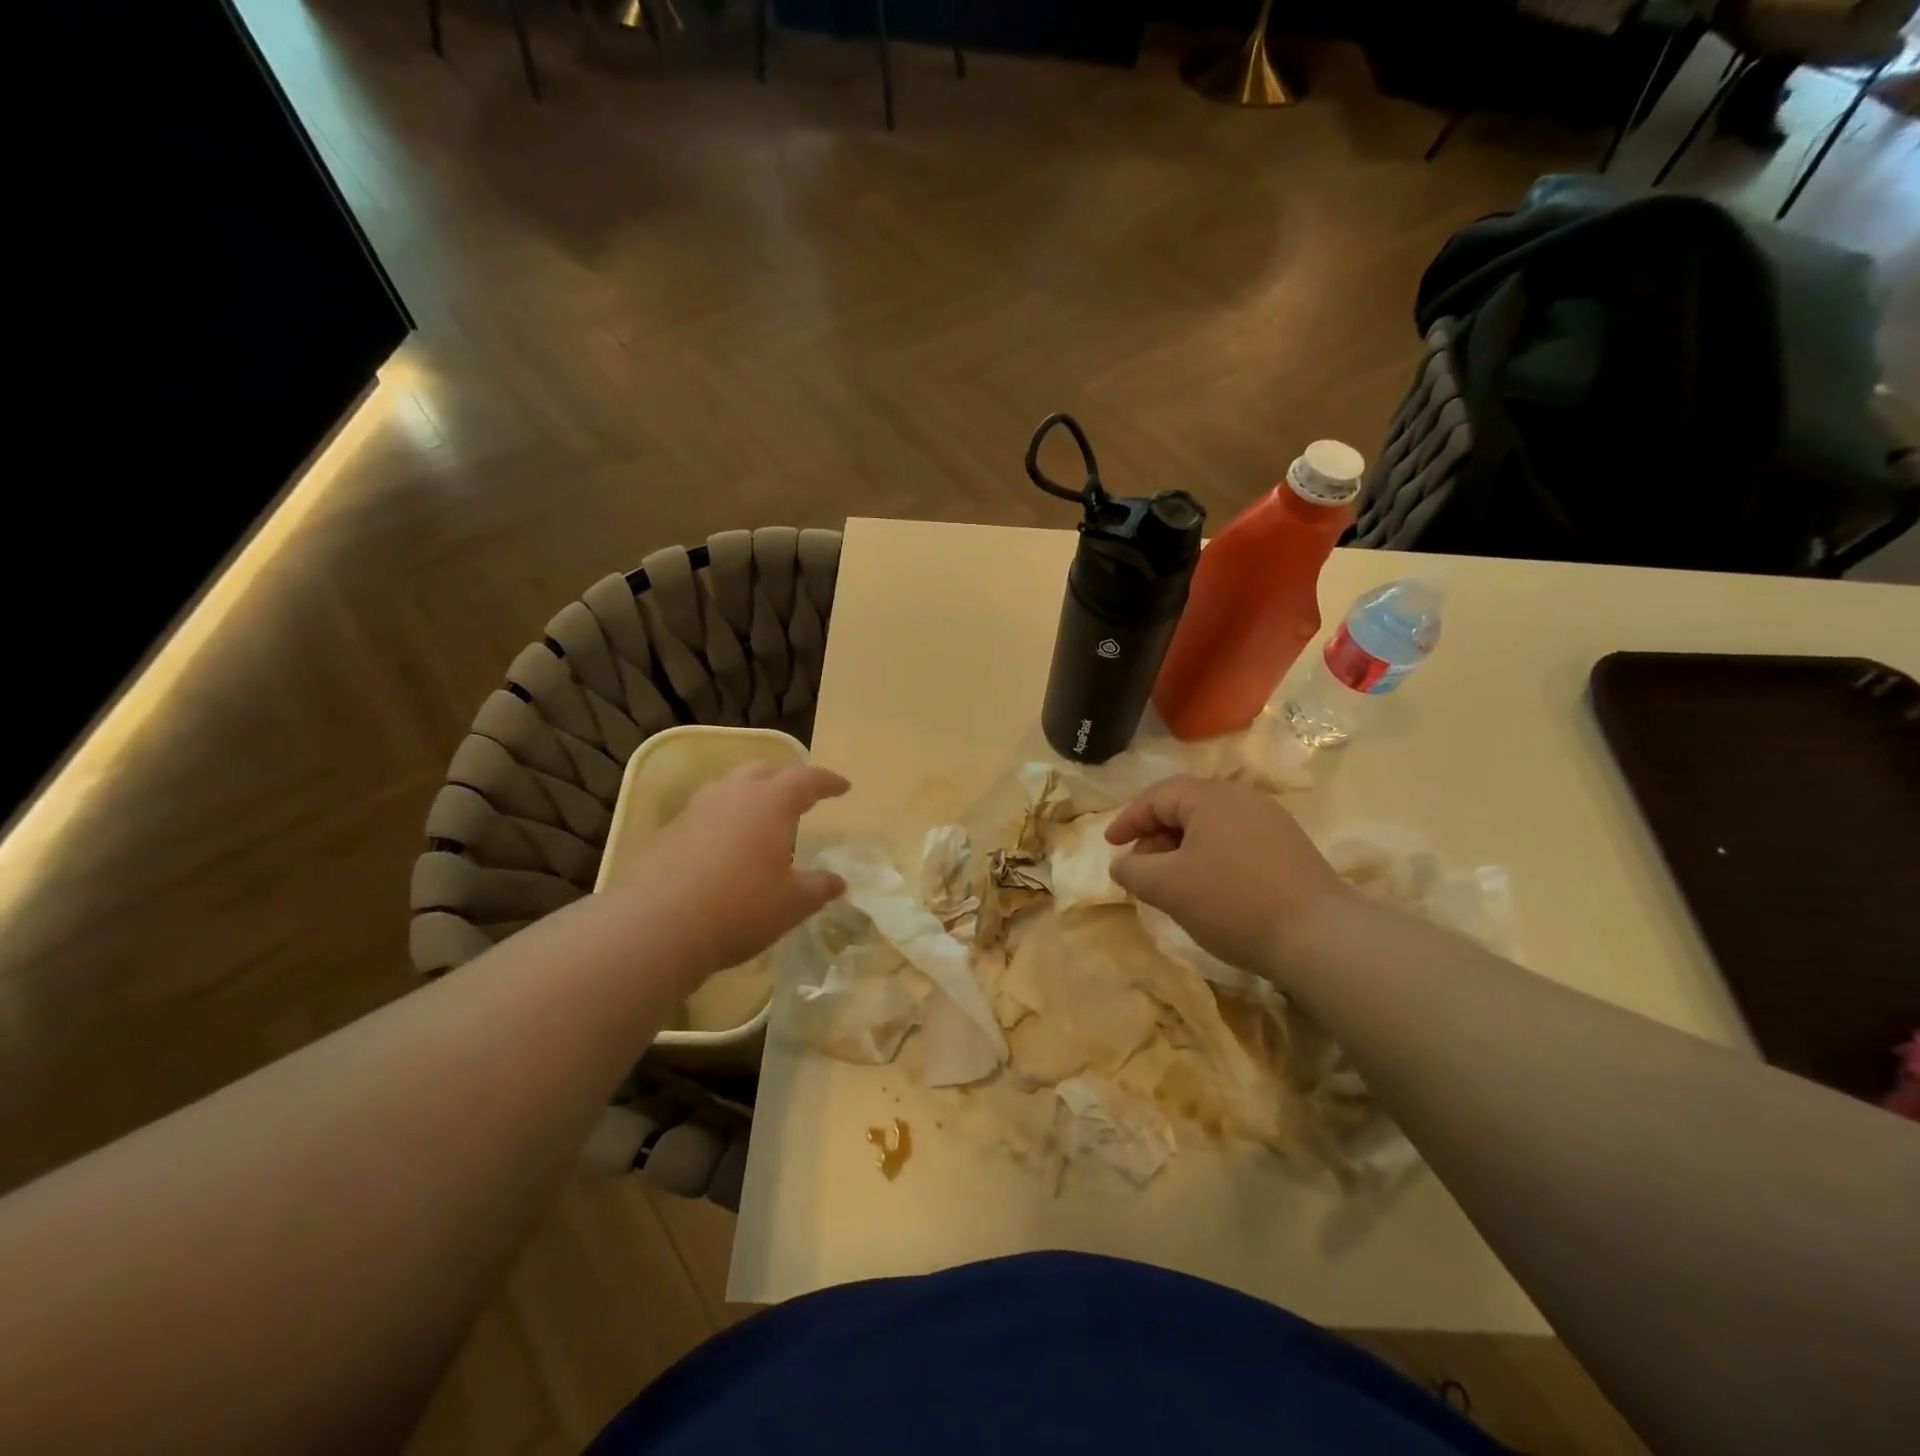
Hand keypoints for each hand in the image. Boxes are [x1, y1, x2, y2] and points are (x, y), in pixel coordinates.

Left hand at [623, 763, 849, 982]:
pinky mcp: (670, 832)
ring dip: (751, 793)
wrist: (657, 925)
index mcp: (770, 802)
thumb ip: (818, 887)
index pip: (806, 779)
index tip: (843, 787)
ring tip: (762, 813)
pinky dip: (725, 817)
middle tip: (801, 793)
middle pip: (764, 770)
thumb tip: (838, 881)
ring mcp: (696, 810)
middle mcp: (733, 794)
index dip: (827, 781)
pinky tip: (727, 842)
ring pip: (730, 786)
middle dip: (786, 778)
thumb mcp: (792, 903)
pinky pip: (707, 811)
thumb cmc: (740, 907)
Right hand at [1106, 776, 1352, 980]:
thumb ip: (1134, 870)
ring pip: (1211, 827)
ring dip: (1182, 851)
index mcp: (1212, 798)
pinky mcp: (1289, 850)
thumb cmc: (1233, 902)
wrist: (1320, 938)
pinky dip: (1210, 859)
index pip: (1158, 796)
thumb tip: (1123, 863)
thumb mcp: (1169, 887)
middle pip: (1185, 808)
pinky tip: (1209, 891)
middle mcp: (1244, 800)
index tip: (1110, 844)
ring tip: (1172, 884)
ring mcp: (1272, 823)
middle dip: (1155, 837)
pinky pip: (1235, 843)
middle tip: (1141, 870)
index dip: (1129, 819)